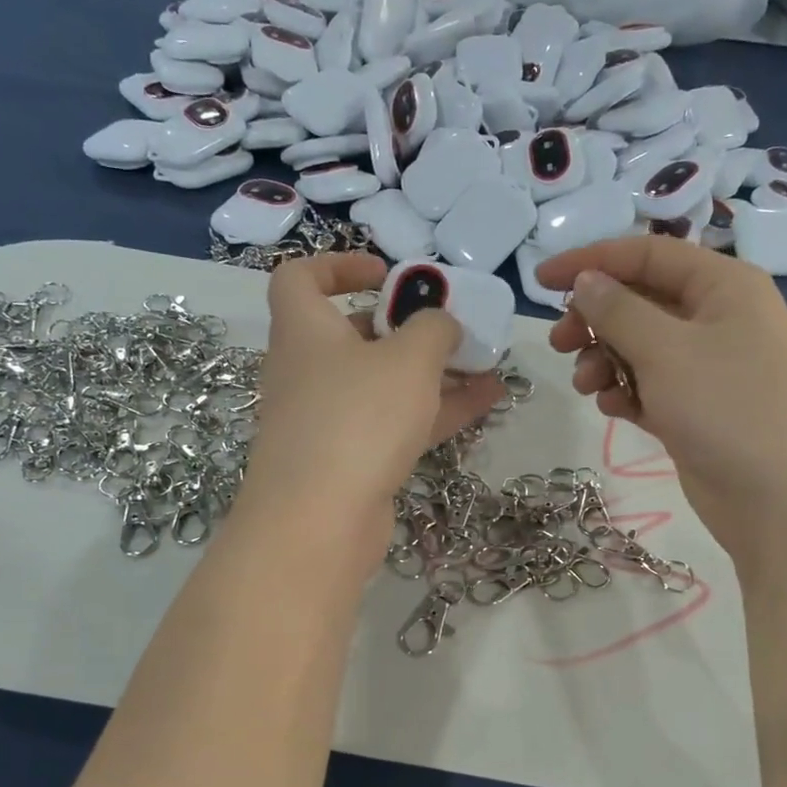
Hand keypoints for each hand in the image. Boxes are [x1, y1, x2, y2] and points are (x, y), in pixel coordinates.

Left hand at [240, 253, 504, 565]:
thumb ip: (433, 328)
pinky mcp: (348, 462)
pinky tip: (485, 403)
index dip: (339, 265)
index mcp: (304, 330)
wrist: (320, 521)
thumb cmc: (358, 418)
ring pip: (382, 384)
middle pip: (353, 335)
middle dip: (405, 328)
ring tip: (486, 365)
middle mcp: (307, 372)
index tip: (387, 275)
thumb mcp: (409, 359)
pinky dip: (433, 411)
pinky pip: (393, 424)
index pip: (300, 278)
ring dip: (431, 373)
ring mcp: (326, 421)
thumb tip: (441, 323)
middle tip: (449, 328)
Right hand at [537, 236, 786, 569]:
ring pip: (642, 347)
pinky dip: (627, 391)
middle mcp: (718, 319)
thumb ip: (619, 311)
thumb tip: (587, 281)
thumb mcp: (667, 351)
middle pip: (641, 301)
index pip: (647, 255)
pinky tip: (614, 409)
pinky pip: (651, 386)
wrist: (784, 501)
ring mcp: (710, 368)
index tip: (541, 281)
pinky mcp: (698, 410)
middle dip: (596, 320)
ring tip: (587, 387)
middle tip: (559, 345)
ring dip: (606, 360)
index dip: (591, 261)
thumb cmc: (729, 409)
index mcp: (723, 285)